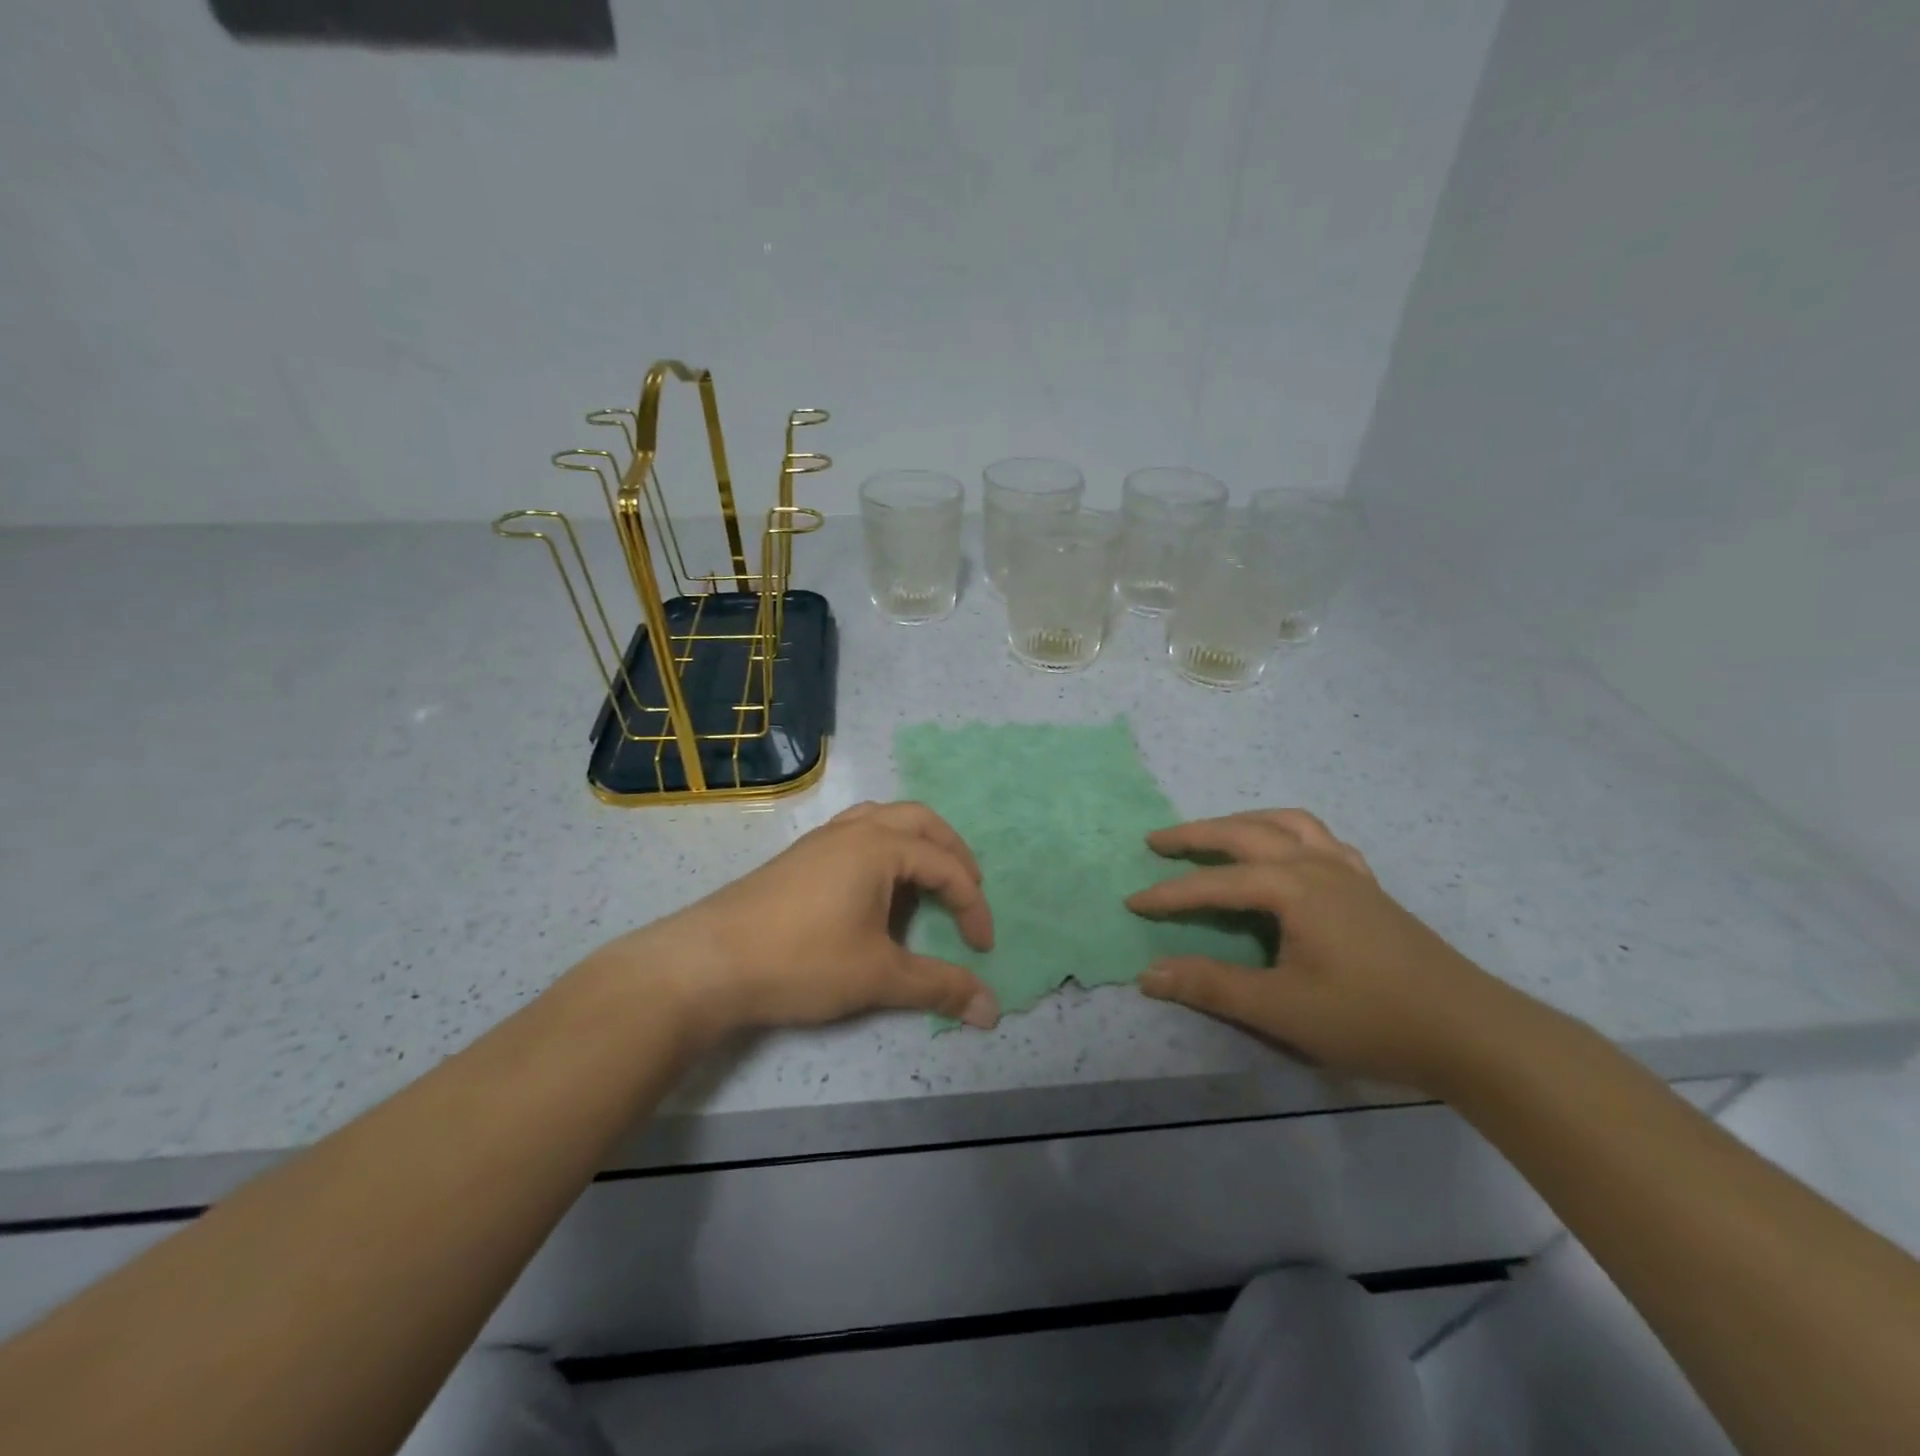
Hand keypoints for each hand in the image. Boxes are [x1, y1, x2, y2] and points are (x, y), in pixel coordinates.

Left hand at [631, 801, 999, 1041]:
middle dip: (952, 853)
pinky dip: (883, 848)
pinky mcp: (799, 857)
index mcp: (879, 847)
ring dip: (915, 842)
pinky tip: (874, 886)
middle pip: (919, 820)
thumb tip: (992, 1012)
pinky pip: (855, 833)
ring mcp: (821, 839)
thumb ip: (938, 987)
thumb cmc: (801, 961)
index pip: (946, 867)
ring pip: (883, 819)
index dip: (972, 906)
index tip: (982, 948)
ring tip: (925, 881)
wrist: (706, 964)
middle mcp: (853, 830)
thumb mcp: (877, 976)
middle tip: (967, 890)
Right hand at [1126, 809, 1515, 1091]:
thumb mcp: (1281, 1009)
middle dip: (1196, 834)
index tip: (1133, 902)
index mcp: (1292, 888)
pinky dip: (1290, 834)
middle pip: (1245, 833)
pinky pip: (1321, 840)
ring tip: (1216, 834)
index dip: (1170, 893)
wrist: (1471, 1033)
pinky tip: (1288, 853)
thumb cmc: (1370, 1019)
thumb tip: (1148, 974)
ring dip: (1243, 822)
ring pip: (1286, 824)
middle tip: (1157, 840)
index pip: (1215, 883)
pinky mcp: (1369, 887)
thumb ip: (1211, 986)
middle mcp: (1316, 865)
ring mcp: (1347, 872)